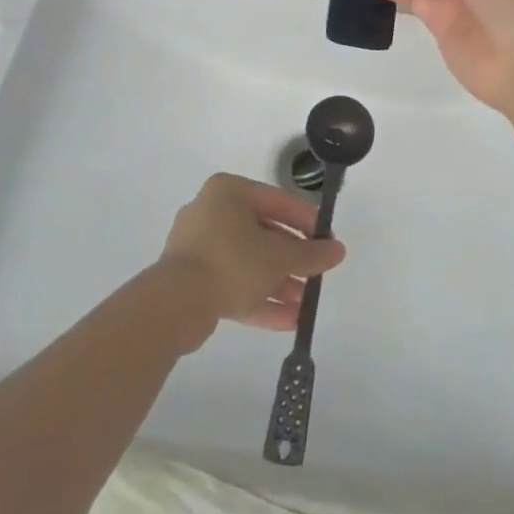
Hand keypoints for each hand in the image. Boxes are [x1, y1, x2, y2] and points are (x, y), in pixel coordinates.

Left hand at [158, 173, 346, 345]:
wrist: (175, 304)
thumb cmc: (232, 262)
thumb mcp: (279, 257)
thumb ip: (311, 254)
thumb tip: (339, 250)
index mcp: (228, 192)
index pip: (277, 201)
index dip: (306, 221)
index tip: (327, 240)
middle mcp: (211, 212)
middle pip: (262, 234)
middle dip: (292, 260)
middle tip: (316, 275)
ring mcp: (198, 248)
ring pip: (247, 262)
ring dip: (278, 283)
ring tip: (305, 305)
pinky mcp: (191, 280)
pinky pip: (232, 283)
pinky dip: (257, 298)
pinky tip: (287, 321)